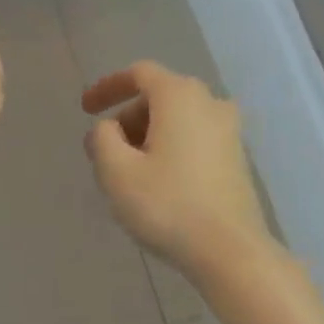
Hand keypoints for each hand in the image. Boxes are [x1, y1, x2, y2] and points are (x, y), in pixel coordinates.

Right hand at [82, 61, 272, 279]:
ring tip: (130, 172)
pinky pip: (195, 139)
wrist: (230, 250)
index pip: (139, 74)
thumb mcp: (117, 172)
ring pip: (179, 120)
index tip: (85, 109)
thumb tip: (108, 129)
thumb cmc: (168, 205)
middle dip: (128, 118)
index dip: (108, 87)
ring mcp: (230, 131)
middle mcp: (210, 103)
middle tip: (106, 152)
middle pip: (160, 97)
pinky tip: (159, 183)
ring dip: (149, 136)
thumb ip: (102, 139)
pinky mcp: (237, 159)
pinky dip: (172, 149)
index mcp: (180, 96)